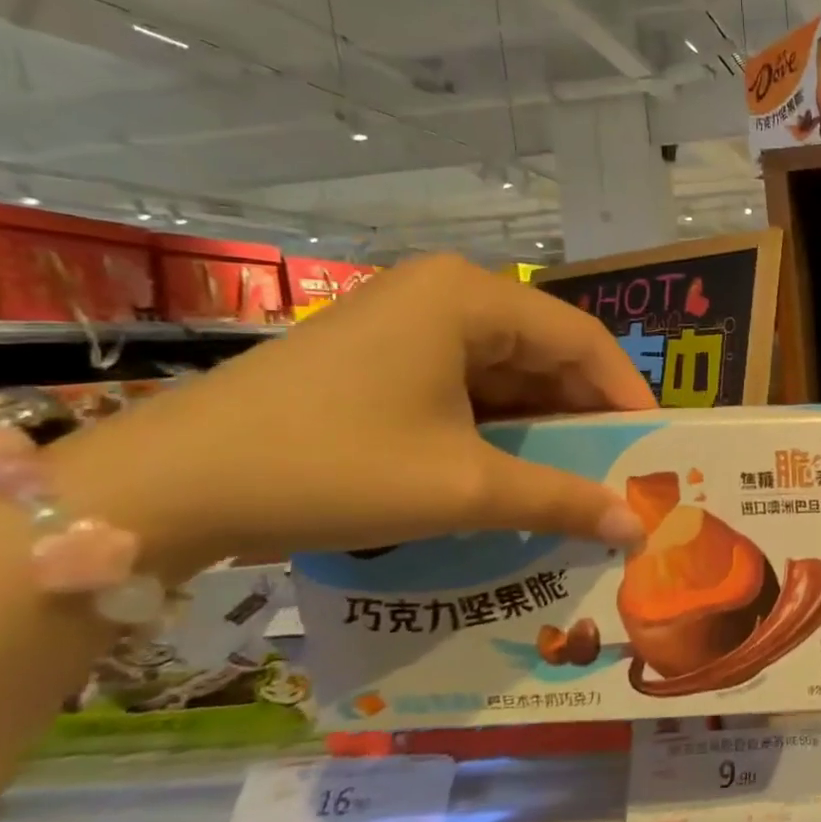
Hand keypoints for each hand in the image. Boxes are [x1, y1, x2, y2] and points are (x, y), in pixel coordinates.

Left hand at [53, 254, 656, 573]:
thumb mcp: (464, 486)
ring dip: (544, 424)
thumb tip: (638, 528)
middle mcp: (444, 293)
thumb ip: (563, 499)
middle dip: (586, 415)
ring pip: (507, 370)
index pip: (583, 341)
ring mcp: (407, 320)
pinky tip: (515, 467)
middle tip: (622, 470)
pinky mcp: (380, 354)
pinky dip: (499, 425)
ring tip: (578, 476)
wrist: (163, 488)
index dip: (629, 395)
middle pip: (546, 352)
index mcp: (471, 298)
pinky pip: (466, 383)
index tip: (657, 448)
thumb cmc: (332, 467)